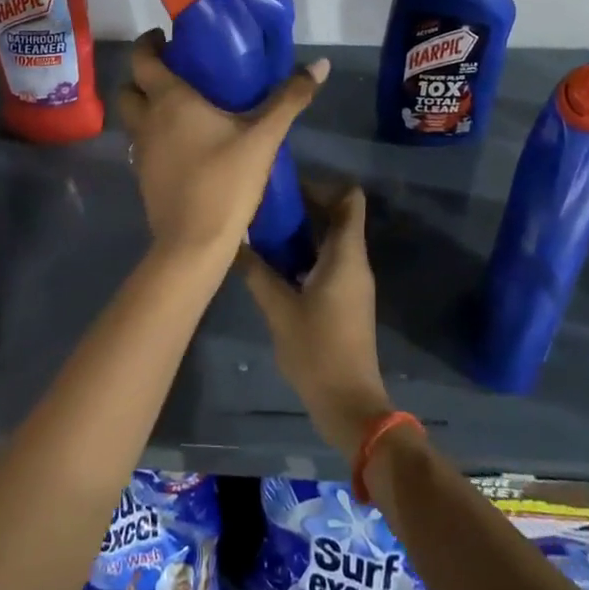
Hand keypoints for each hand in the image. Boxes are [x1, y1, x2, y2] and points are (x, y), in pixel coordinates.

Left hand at [116, 30, 328, 261]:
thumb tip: (321, 64)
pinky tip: (183, 144)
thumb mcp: (264, 137)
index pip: (142, 58)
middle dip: (144, 76)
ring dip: (146, 106)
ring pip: (132, 118)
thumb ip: (290, 99)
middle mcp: (147, 120)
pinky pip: (141, 144)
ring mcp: (140, 150)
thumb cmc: (226, 181)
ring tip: (180, 108)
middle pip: (128, 87)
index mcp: (169, 100)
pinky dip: (153, 135)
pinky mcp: (142, 176)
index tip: (166, 38)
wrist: (193, 243)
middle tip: (175, 73)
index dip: (149, 43)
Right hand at [243, 185, 393, 460]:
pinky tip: (274, 265)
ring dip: (301, 232)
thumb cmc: (317, 350)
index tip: (287, 189)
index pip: (350, 198)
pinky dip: (305, 254)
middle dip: (303, 207)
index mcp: (346, 255)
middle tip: (265, 208)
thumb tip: (233, 241)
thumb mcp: (279, 309)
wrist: (349, 403)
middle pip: (337, 216)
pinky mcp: (346, 300)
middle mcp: (354, 261)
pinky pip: (328, 261)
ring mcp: (352, 282)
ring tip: (263, 233)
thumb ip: (256, 271)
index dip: (322, 185)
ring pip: (330, 240)